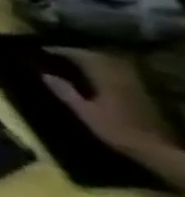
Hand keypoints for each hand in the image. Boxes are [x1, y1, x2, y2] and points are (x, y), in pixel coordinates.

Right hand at [44, 49, 166, 153]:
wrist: (152, 146)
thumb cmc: (114, 129)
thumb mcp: (85, 112)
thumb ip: (65, 92)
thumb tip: (45, 75)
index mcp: (107, 79)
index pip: (83, 57)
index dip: (63, 51)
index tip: (44, 49)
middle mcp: (121, 77)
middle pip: (98, 57)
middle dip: (77, 53)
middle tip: (56, 54)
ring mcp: (132, 84)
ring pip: (109, 64)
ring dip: (90, 59)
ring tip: (71, 61)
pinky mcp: (137, 91)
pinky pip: (117, 72)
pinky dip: (102, 68)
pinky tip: (93, 73)